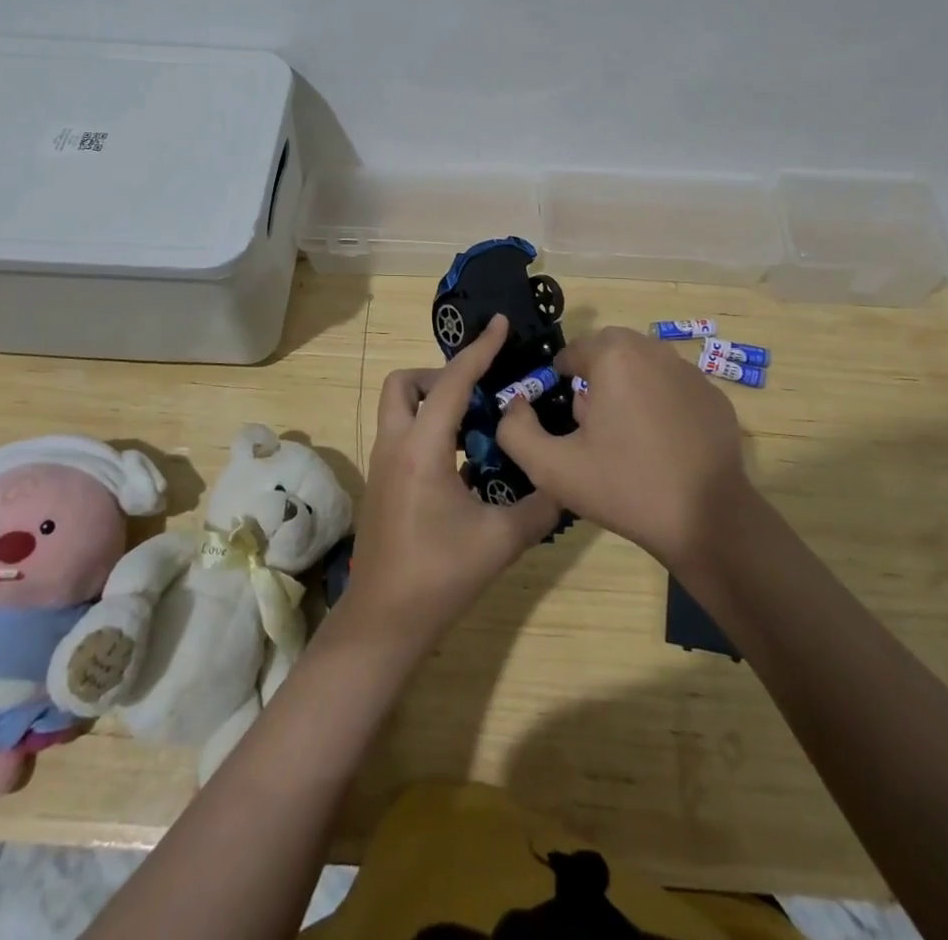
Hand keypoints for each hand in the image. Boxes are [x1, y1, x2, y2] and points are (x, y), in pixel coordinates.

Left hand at [341, 314, 561, 651]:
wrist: (383, 621)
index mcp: (422, 447)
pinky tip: (463, 459)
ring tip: (478, 424)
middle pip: (405, 383)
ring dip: (434, 401)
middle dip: (441, 375)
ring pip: (399, 408)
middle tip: (480, 394)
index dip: (480, 350)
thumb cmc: (439, 575)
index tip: (501, 325)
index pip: (453, 382)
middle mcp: (395, 444)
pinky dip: (429, 427)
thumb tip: (566, 484)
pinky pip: (403, 433)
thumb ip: (541, 505)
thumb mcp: (501, 540)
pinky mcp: (381, 482)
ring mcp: (382, 463)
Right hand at [498, 326, 750, 568]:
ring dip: (629, 387)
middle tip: (591, 422)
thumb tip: (516, 406)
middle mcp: (655, 352)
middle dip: (596, 377)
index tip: (562, 410)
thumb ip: (516, 431)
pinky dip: (662, 404)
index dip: (561, 376)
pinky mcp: (715, 398)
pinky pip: (675, 388)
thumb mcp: (552, 468)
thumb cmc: (624, 487)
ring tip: (625, 436)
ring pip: (645, 366)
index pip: (575, 349)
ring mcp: (691, 374)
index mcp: (615, 357)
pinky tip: (661, 446)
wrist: (706, 521)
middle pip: (612, 351)